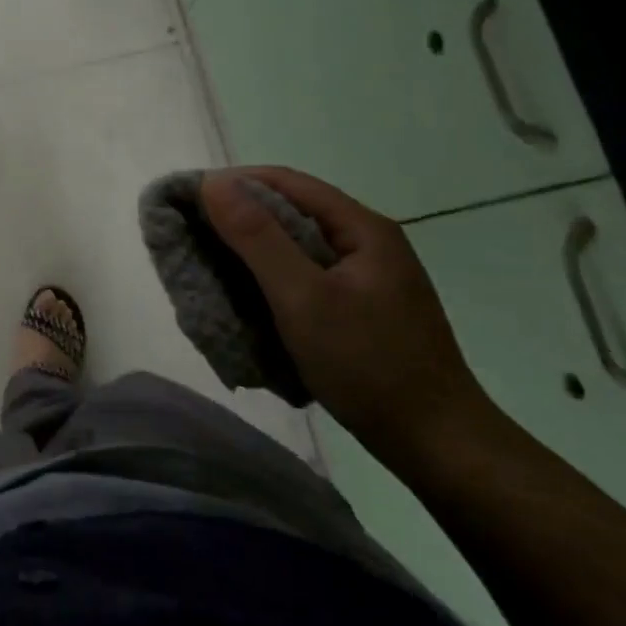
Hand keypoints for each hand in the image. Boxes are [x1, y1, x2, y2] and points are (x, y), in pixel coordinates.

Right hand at [201, 168, 495, 461]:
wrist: (437, 442)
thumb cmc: (368, 363)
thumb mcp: (303, 297)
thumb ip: (257, 238)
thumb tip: (213, 183)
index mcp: (362, 228)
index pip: (287, 182)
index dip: (234, 183)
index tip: (187, 199)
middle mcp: (367, 243)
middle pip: (293, 211)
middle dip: (240, 217)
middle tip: (192, 234)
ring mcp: (367, 277)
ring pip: (298, 246)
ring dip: (254, 249)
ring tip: (211, 263)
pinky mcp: (362, 308)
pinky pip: (306, 276)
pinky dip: (272, 277)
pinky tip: (250, 295)